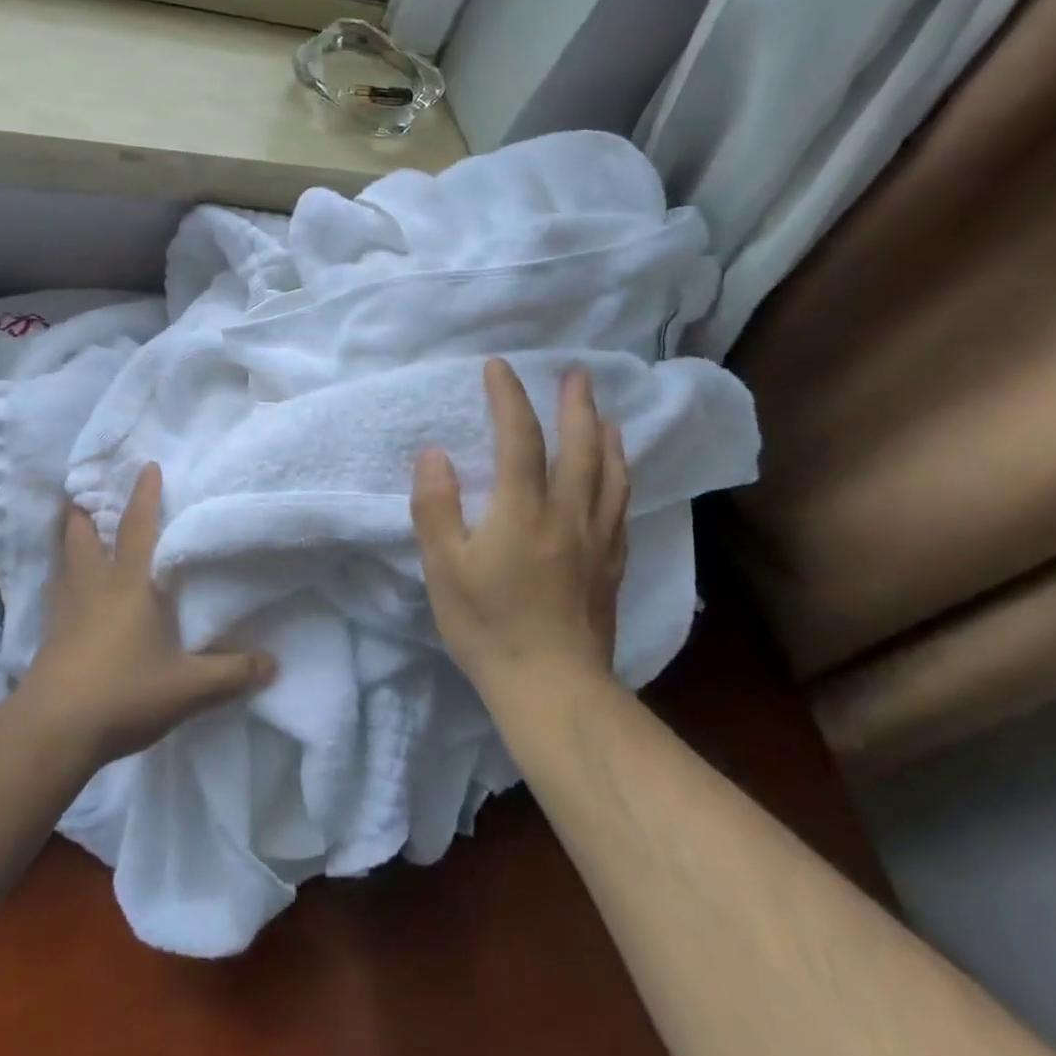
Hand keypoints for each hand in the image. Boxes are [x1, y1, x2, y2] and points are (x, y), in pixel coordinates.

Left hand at [17, 463, 275, 767]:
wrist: (53, 731)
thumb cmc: (123, 693)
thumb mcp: (188, 688)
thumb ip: (231, 673)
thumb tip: (273, 665)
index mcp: (129, 585)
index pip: (137, 528)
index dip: (144, 496)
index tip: (148, 466)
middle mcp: (93, 588)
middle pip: (82, 537)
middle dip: (84, 513)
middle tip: (87, 496)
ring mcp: (65, 612)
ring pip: (63, 565)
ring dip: (69, 546)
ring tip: (75, 536)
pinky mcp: (49, 639)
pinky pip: (56, 597)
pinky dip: (62, 584)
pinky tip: (68, 597)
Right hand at [411, 359, 629, 704]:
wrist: (553, 688)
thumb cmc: (488, 625)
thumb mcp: (444, 567)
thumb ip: (436, 507)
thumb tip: (435, 455)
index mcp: (524, 510)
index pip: (520, 438)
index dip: (509, 398)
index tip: (499, 368)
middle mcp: (569, 514)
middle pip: (581, 447)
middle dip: (576, 405)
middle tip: (577, 374)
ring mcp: (597, 540)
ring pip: (611, 475)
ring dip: (607, 437)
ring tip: (606, 415)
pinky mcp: (611, 566)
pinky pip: (620, 508)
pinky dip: (619, 478)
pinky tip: (617, 478)